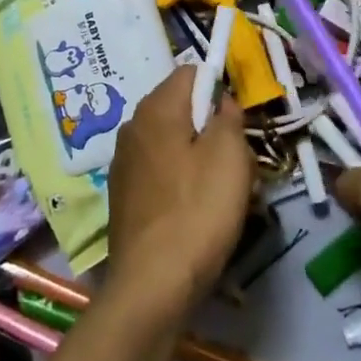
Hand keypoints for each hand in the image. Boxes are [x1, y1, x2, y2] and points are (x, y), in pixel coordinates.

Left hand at [105, 64, 254, 318]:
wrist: (152, 286)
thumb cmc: (197, 211)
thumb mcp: (230, 156)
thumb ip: (228, 117)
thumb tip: (221, 101)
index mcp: (156, 107)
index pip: (192, 73)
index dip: (219, 89)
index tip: (236, 124)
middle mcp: (133, 126)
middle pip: (182, 109)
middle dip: (211, 128)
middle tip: (235, 164)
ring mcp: (124, 162)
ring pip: (173, 143)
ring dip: (199, 158)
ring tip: (219, 194)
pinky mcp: (123, 196)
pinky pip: (160, 172)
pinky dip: (180, 182)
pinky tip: (194, 214)